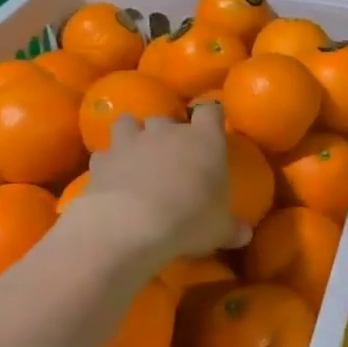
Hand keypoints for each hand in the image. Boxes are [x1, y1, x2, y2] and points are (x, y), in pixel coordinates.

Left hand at [68, 102, 245, 263]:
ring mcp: (131, 142)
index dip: (212, 116)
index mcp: (204, 140)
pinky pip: (104, 154)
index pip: (211, 111)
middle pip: (167, 116)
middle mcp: (167, 132)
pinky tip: (112, 178)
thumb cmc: (189, 220)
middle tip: (172, 153)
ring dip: (133, 134)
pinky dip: (108, 163)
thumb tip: (245, 235)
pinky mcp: (102, 160)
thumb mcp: (220, 230)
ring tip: (136, 154)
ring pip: (129, 122)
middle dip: (168, 131)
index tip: (213, 127)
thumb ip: (232, 229)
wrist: (131, 225)